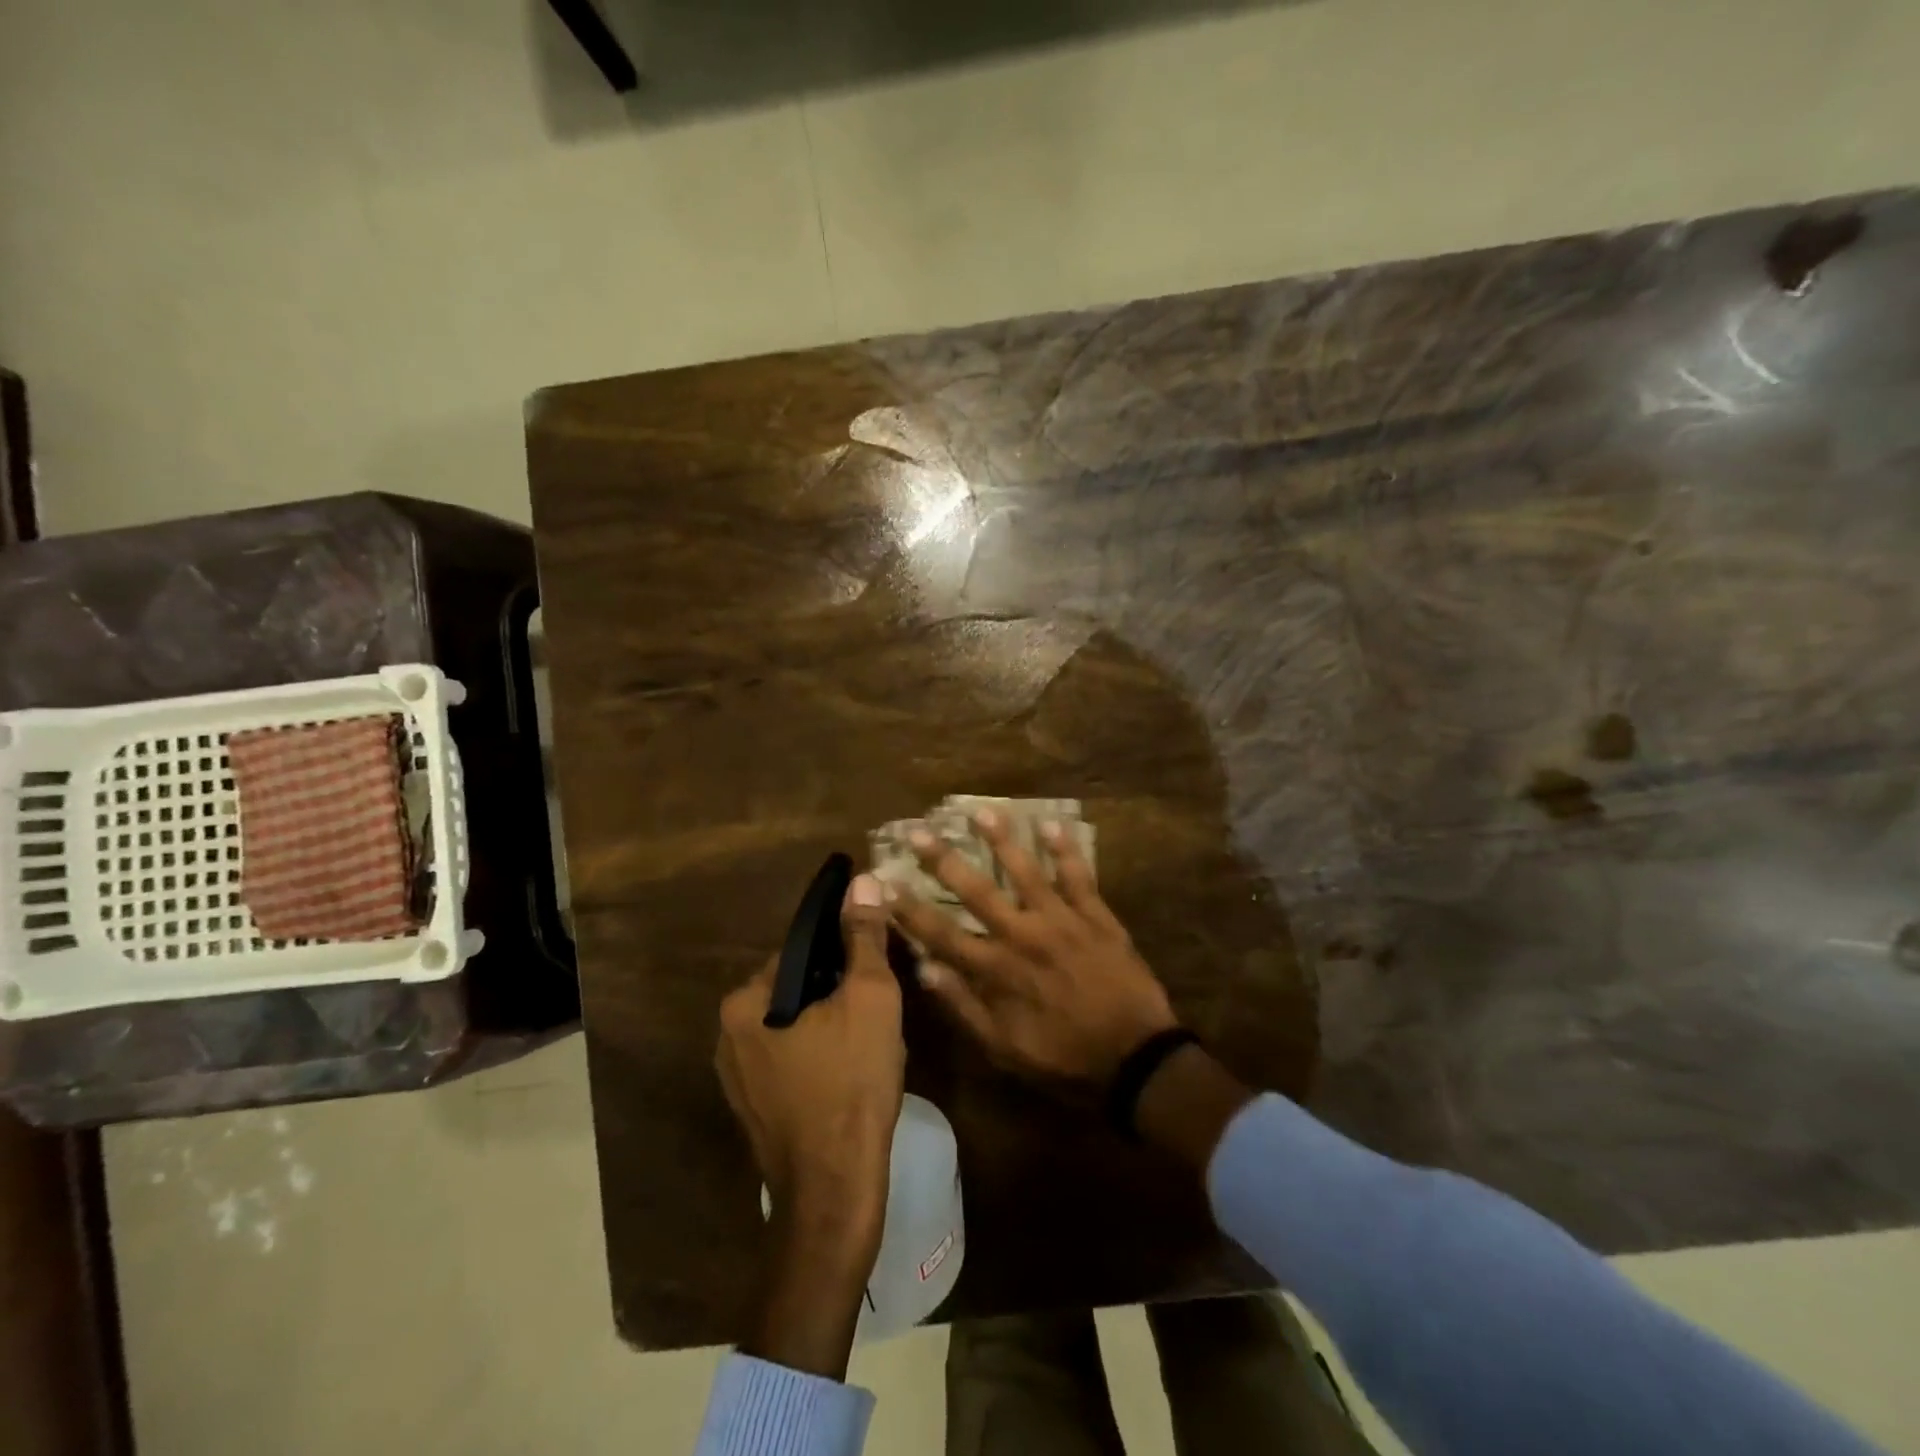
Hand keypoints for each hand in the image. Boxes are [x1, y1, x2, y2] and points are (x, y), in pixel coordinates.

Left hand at [716, 873, 904, 1377]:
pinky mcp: (753, 1109)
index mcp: (745, 1001)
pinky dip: (820, 1055)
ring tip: (873, 1039)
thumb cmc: (852, 1083)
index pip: (800, 951)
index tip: (877, 965)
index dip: (844, 951)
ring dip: (831, 1022)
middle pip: (797, 988)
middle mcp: (728, 1034)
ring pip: (794, 1026)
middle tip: (881, 1005)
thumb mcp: (870, 998)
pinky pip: (790, 1060)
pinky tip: (852, 1072)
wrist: (834, 1190)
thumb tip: (864, 881)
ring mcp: (736, 1077)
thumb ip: (864, 937)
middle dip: (838, 990)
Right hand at [889, 808, 1178, 1088]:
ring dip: (1001, 839)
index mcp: (996, 969)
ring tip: (980, 810)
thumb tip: (924, 969)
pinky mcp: (1096, 915)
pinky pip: (1078, 875)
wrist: (1136, 1058)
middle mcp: (1022, 935)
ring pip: (1025, 870)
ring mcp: (1061, 920)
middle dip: (943, 860)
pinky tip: (1051, 822)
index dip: (909, 908)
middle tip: (919, 830)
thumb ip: (963, 1007)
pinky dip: (1065, 849)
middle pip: (976, 890)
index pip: (941, 933)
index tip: (884, 883)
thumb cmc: (1064, 1058)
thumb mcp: (1003, 1049)